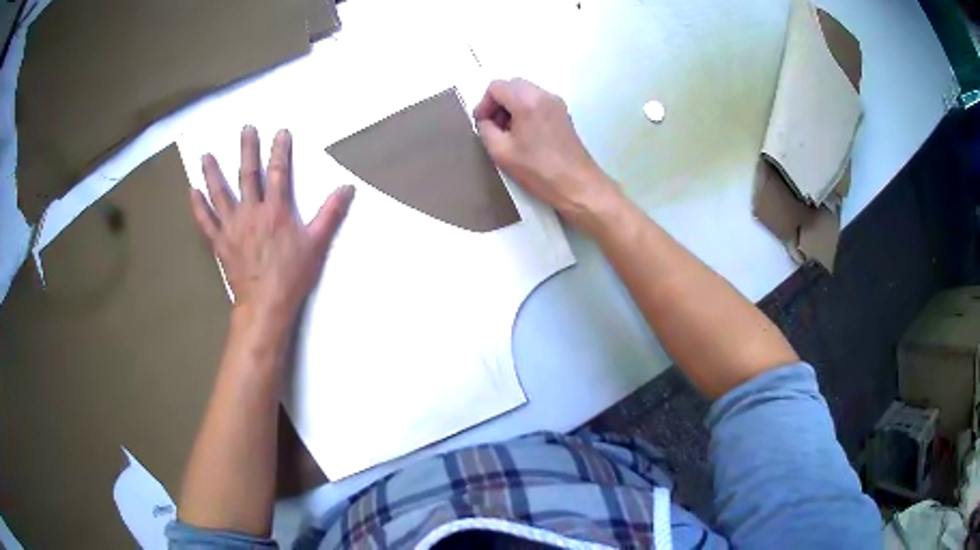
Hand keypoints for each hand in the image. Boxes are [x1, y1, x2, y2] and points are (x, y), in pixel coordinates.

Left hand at [189, 126, 354, 326]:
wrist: (265, 304)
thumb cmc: (292, 275)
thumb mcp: (317, 244)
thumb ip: (331, 213)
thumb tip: (347, 187)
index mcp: (276, 210)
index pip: (278, 172)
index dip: (280, 150)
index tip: (280, 132)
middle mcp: (251, 212)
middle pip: (247, 175)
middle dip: (247, 150)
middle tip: (245, 129)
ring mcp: (232, 226)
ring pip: (220, 194)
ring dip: (212, 173)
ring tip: (206, 155)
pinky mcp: (220, 242)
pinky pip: (205, 222)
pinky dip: (198, 207)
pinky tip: (192, 192)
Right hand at [473, 78, 620, 231]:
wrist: (577, 185)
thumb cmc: (537, 170)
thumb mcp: (501, 152)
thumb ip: (486, 129)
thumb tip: (485, 121)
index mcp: (527, 100)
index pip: (496, 87)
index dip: (484, 103)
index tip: (481, 123)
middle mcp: (544, 95)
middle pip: (512, 85)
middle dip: (497, 103)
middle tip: (492, 126)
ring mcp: (556, 103)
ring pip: (525, 92)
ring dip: (511, 106)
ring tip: (507, 132)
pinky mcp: (563, 113)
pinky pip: (537, 101)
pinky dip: (525, 110)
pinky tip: (524, 134)